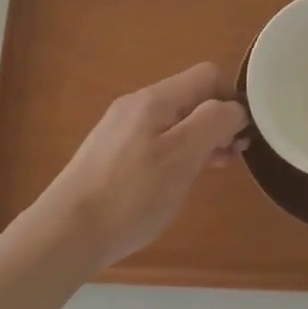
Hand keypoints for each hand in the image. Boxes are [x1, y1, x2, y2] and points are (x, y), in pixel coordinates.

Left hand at [25, 63, 249, 273]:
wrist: (66, 233)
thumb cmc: (131, 194)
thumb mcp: (182, 156)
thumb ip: (213, 122)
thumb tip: (234, 108)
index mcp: (156, 99)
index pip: (208, 75)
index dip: (231, 99)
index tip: (241, 135)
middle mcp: (137, 105)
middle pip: (191, 97)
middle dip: (218, 121)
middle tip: (234, 156)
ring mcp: (122, 129)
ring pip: (176, 120)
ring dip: (201, 139)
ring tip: (216, 168)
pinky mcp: (113, 153)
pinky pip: (158, 140)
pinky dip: (179, 152)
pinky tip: (182, 177)